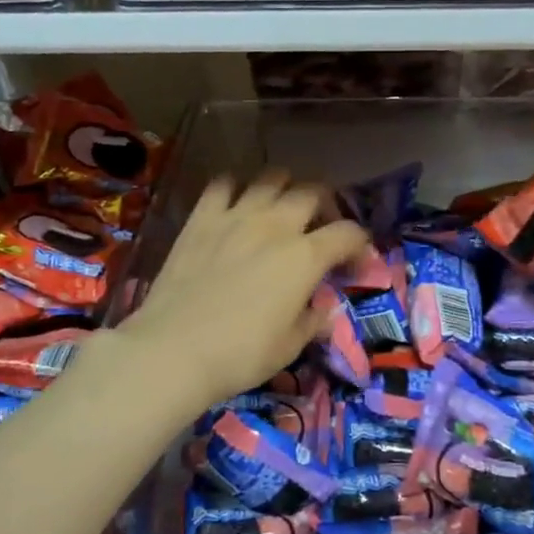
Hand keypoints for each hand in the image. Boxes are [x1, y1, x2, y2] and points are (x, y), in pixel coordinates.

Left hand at [114, 171, 369, 411]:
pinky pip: (222, 184)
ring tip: (281, 208)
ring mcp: (236, 216)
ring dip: (284, 188)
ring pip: (271, 178)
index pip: (348, 233)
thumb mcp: (290, 346)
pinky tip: (235, 205)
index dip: (360, 245)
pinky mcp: (201, 218)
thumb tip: (322, 310)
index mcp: (305, 257)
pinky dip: (235, 188)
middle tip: (320, 227)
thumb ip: (313, 320)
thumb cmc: (240, 355)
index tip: (356, 264)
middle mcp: (276, 225)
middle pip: (312, 192)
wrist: (173, 351)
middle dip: (326, 206)